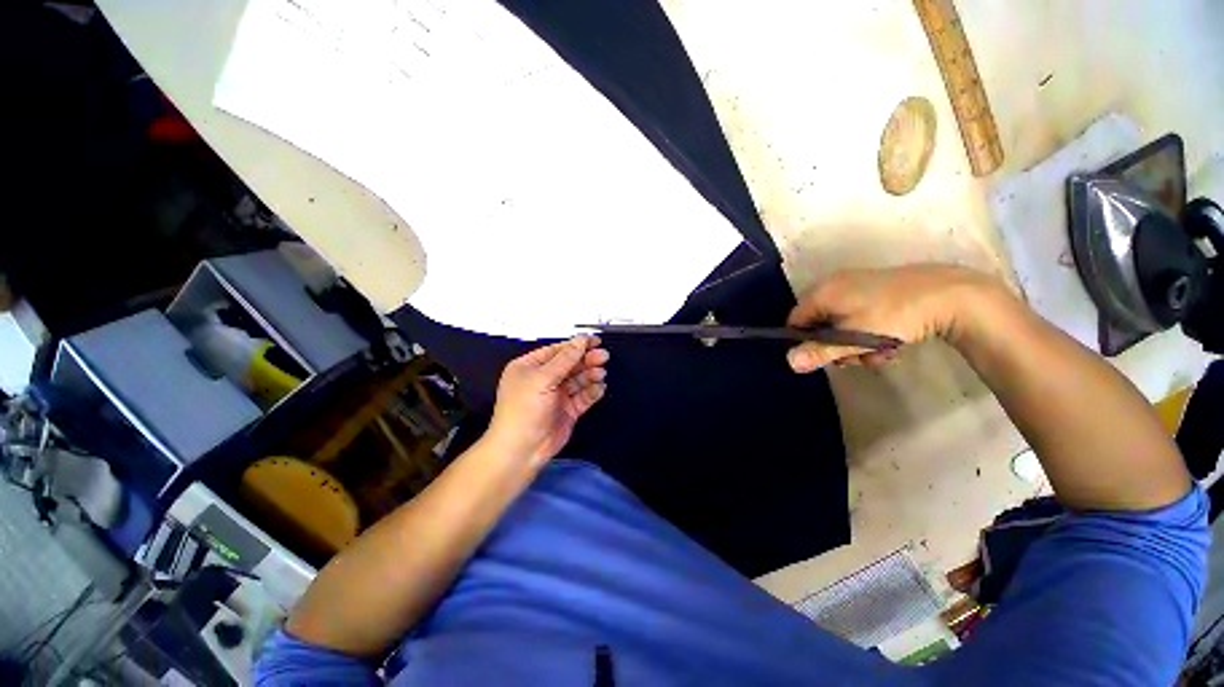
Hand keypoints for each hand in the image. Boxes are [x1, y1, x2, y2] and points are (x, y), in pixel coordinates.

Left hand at [486, 337, 608, 464]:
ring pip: (578, 380)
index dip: (575, 345)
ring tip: (601, 373)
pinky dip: (592, 391)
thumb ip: (565, 360)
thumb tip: (580, 341)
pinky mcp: (567, 410)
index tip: (594, 341)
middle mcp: (543, 379)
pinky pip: (583, 397)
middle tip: (603, 356)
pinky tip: (599, 388)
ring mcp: (556, 396)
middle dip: (586, 360)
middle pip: (569, 364)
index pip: (556, 351)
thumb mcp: (542, 379)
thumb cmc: (524, 410)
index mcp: (529, 367)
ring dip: (590, 375)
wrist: (522, 450)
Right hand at [787, 265, 1000, 371]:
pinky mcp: (878, 289)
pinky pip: (861, 315)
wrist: (950, 294)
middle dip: (836, 345)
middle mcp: (835, 284)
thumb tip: (789, 362)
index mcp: (823, 292)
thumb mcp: (854, 339)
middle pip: (820, 323)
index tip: (824, 356)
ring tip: (880, 353)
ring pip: (843, 322)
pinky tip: (891, 342)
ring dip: (856, 343)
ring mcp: (858, 285)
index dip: (805, 341)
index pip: (796, 320)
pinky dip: (870, 331)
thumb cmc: (893, 316)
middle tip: (856, 359)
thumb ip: (820, 351)